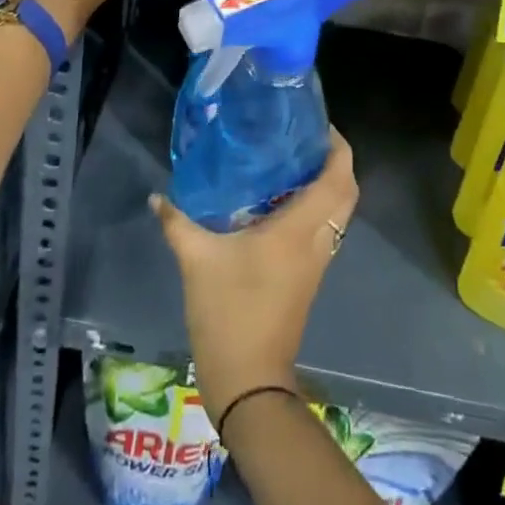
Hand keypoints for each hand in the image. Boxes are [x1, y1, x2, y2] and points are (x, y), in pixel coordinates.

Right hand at [149, 132, 358, 422]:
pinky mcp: (309, 276)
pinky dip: (317, 207)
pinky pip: (324, 229)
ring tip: (292, 160)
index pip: (337, 179)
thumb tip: (157, 195)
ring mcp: (316, 261)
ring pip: (338, 212)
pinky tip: (281, 201)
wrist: (248, 379)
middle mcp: (316, 241)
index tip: (318, 124)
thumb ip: (177, 221)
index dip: (338, 147)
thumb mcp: (196, 259)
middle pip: (346, 192)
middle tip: (304, 138)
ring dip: (328, 184)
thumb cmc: (228, 311)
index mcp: (299, 229)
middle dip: (336, 161)